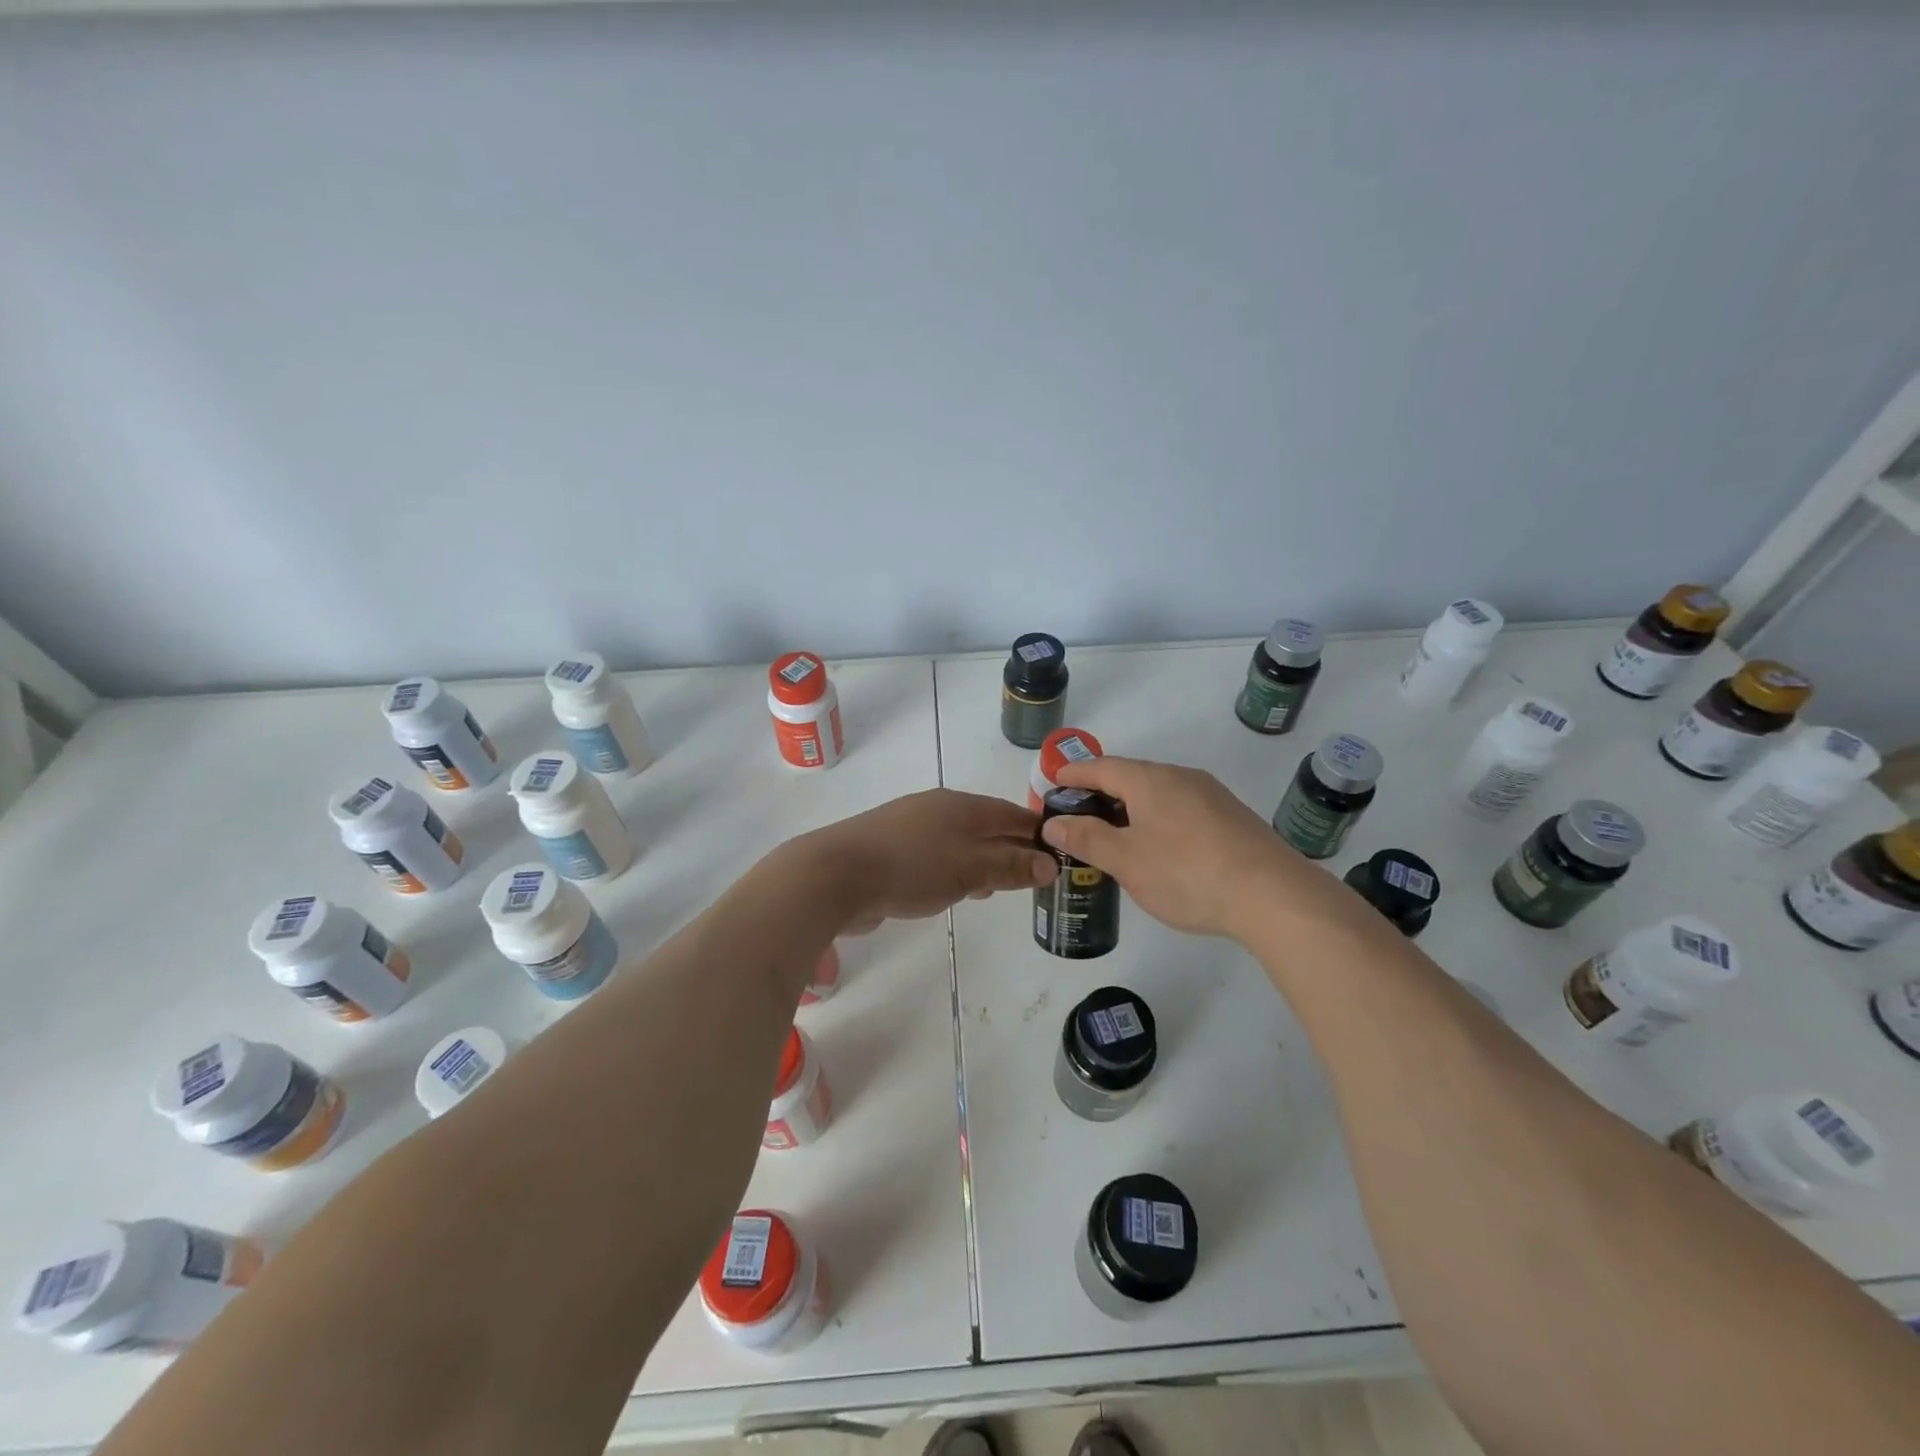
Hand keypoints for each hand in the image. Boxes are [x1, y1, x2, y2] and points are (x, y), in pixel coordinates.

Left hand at [804, 789, 1056, 930]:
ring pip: (959, 842)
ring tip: (998, 887)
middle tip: (1033, 875)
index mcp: (961, 805)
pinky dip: (953, 871)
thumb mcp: (970, 868)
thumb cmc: (912, 867)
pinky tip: (954, 891)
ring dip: (981, 862)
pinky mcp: (889, 850)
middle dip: (1010, 848)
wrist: (836, 875)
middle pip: (985, 826)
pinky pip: (935, 857)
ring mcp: (910, 828)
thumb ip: (1010, 866)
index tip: (1059, 850)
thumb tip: (1049, 863)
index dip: (1035, 830)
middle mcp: (937, 809)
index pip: (1010, 813)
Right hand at [1042, 756, 1322, 940]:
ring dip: (1131, 808)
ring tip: (1115, 834)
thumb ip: (1087, 838)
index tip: (1054, 782)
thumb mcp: (1126, 860)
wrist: (1272, 895)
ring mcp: (1211, 796)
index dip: (1074, 774)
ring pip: (1159, 794)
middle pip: (1131, 777)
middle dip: (1101, 792)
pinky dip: (1158, 820)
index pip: (1101, 766)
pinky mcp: (1232, 818)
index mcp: (1150, 780)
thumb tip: (1054, 822)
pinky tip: (1160, 848)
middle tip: (1078, 815)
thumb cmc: (1186, 873)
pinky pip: (1182, 809)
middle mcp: (1181, 777)